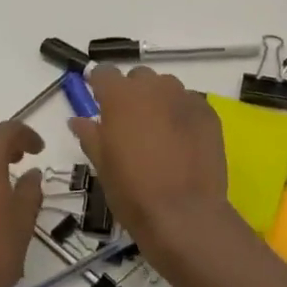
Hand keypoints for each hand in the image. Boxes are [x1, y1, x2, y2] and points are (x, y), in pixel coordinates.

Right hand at [69, 66, 232, 259]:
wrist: (184, 214)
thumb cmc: (133, 191)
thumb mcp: (102, 165)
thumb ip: (90, 135)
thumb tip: (78, 120)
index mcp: (120, 96)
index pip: (104, 73)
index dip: (100, 86)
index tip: (99, 102)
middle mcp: (153, 87)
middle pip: (139, 77)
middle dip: (133, 93)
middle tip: (130, 124)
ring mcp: (185, 98)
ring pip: (167, 88)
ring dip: (159, 101)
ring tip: (160, 132)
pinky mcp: (208, 113)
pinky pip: (190, 104)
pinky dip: (183, 115)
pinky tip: (184, 142)